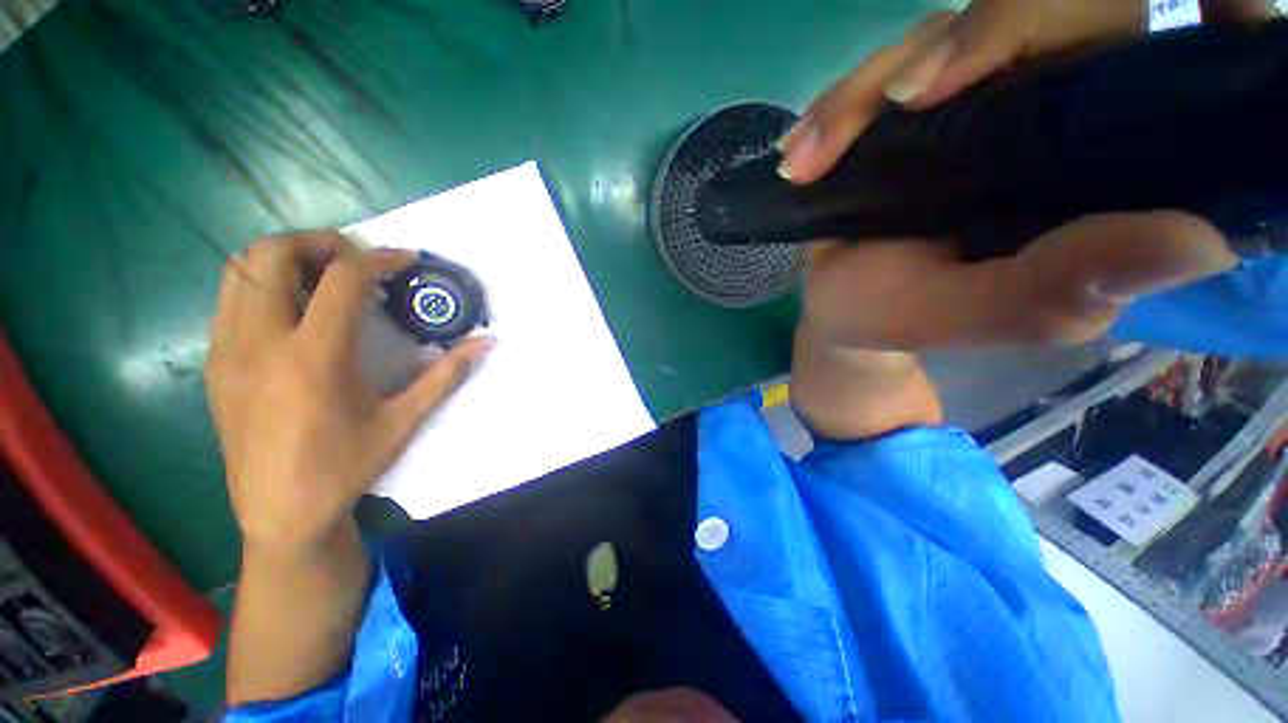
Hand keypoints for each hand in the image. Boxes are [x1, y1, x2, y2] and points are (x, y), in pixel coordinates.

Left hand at [207, 231, 492, 554]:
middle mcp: (261, 343)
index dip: (378, 259)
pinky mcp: (215, 363)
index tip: (405, 260)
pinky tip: (295, 312)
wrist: (280, 512)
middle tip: (356, 261)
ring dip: (286, 259)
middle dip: (319, 243)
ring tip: (324, 279)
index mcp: (314, 358)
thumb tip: (486, 343)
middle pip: (272, 255)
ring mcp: (228, 350)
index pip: (342, 280)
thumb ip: (447, 374)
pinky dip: (264, 284)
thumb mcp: (404, 421)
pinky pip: (230, 299)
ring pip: (241, 270)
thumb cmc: (345, 466)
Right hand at [781, 0, 1272, 349]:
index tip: (1213, 2)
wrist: (841, 306)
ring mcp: (979, 95)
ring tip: (809, 160)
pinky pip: (882, 71)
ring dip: (865, 93)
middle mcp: (1058, 110)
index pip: (1183, 67)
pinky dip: (836, 106)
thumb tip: (1202, 240)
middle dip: (980, 38)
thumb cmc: (901, 316)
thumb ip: (1062, 288)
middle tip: (898, 103)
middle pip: (1053, 10)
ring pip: (947, 33)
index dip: (1213, 13)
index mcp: (1106, 168)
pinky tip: (799, 152)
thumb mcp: (977, 315)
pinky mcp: (914, 100)